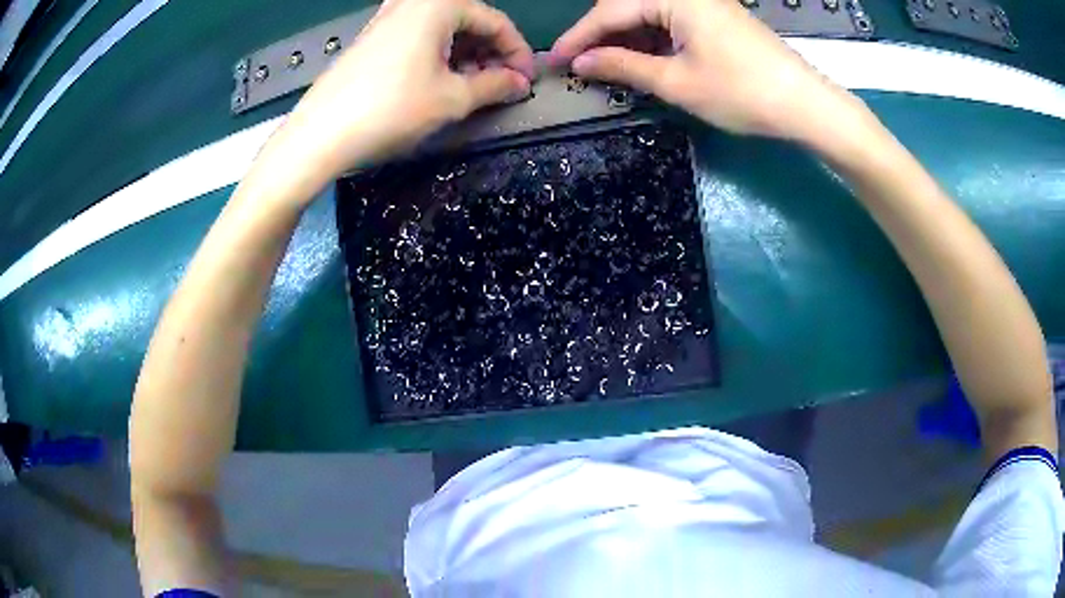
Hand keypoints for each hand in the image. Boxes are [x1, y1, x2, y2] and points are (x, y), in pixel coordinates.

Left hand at [267, 0, 535, 196]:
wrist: (320, 134)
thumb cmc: (391, 109)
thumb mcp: (453, 98)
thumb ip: (495, 85)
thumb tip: (519, 83)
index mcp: (439, 4)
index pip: (496, 21)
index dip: (517, 52)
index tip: (526, 80)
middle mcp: (413, 2)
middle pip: (469, 21)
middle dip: (491, 53)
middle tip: (501, 86)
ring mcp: (388, 17)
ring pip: (443, 29)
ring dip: (466, 56)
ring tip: (473, 88)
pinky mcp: (373, 36)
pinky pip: (419, 37)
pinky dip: (438, 56)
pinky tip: (441, 82)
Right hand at [551, 0, 857, 139]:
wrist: (806, 105)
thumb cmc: (742, 93)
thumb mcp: (677, 82)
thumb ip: (623, 66)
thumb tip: (579, 63)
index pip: (610, 11)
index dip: (578, 37)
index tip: (554, 60)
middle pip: (628, 6)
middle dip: (601, 35)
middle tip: (580, 65)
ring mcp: (705, 3)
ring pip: (649, 13)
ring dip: (626, 39)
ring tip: (607, 69)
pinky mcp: (717, 18)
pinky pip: (672, 21)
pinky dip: (652, 40)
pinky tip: (643, 60)